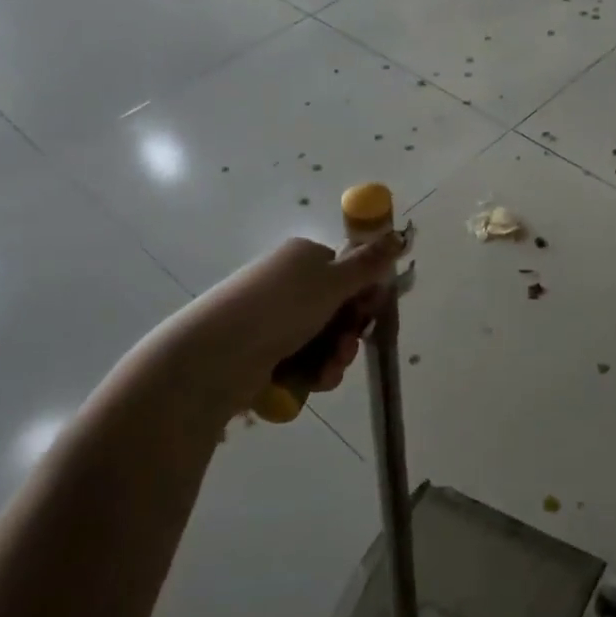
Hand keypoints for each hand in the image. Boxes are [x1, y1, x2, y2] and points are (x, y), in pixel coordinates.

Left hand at [146, 234, 403, 418]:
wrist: (215, 358)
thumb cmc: (279, 308)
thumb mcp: (333, 282)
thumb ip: (370, 263)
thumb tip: (400, 234)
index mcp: (303, 258)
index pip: (346, 271)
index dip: (363, 294)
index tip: (371, 312)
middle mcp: (288, 285)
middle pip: (338, 309)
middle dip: (350, 332)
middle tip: (348, 345)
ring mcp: (275, 321)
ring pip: (325, 340)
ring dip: (336, 357)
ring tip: (327, 370)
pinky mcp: (265, 354)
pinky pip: (305, 362)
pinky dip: (314, 373)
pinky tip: (313, 381)